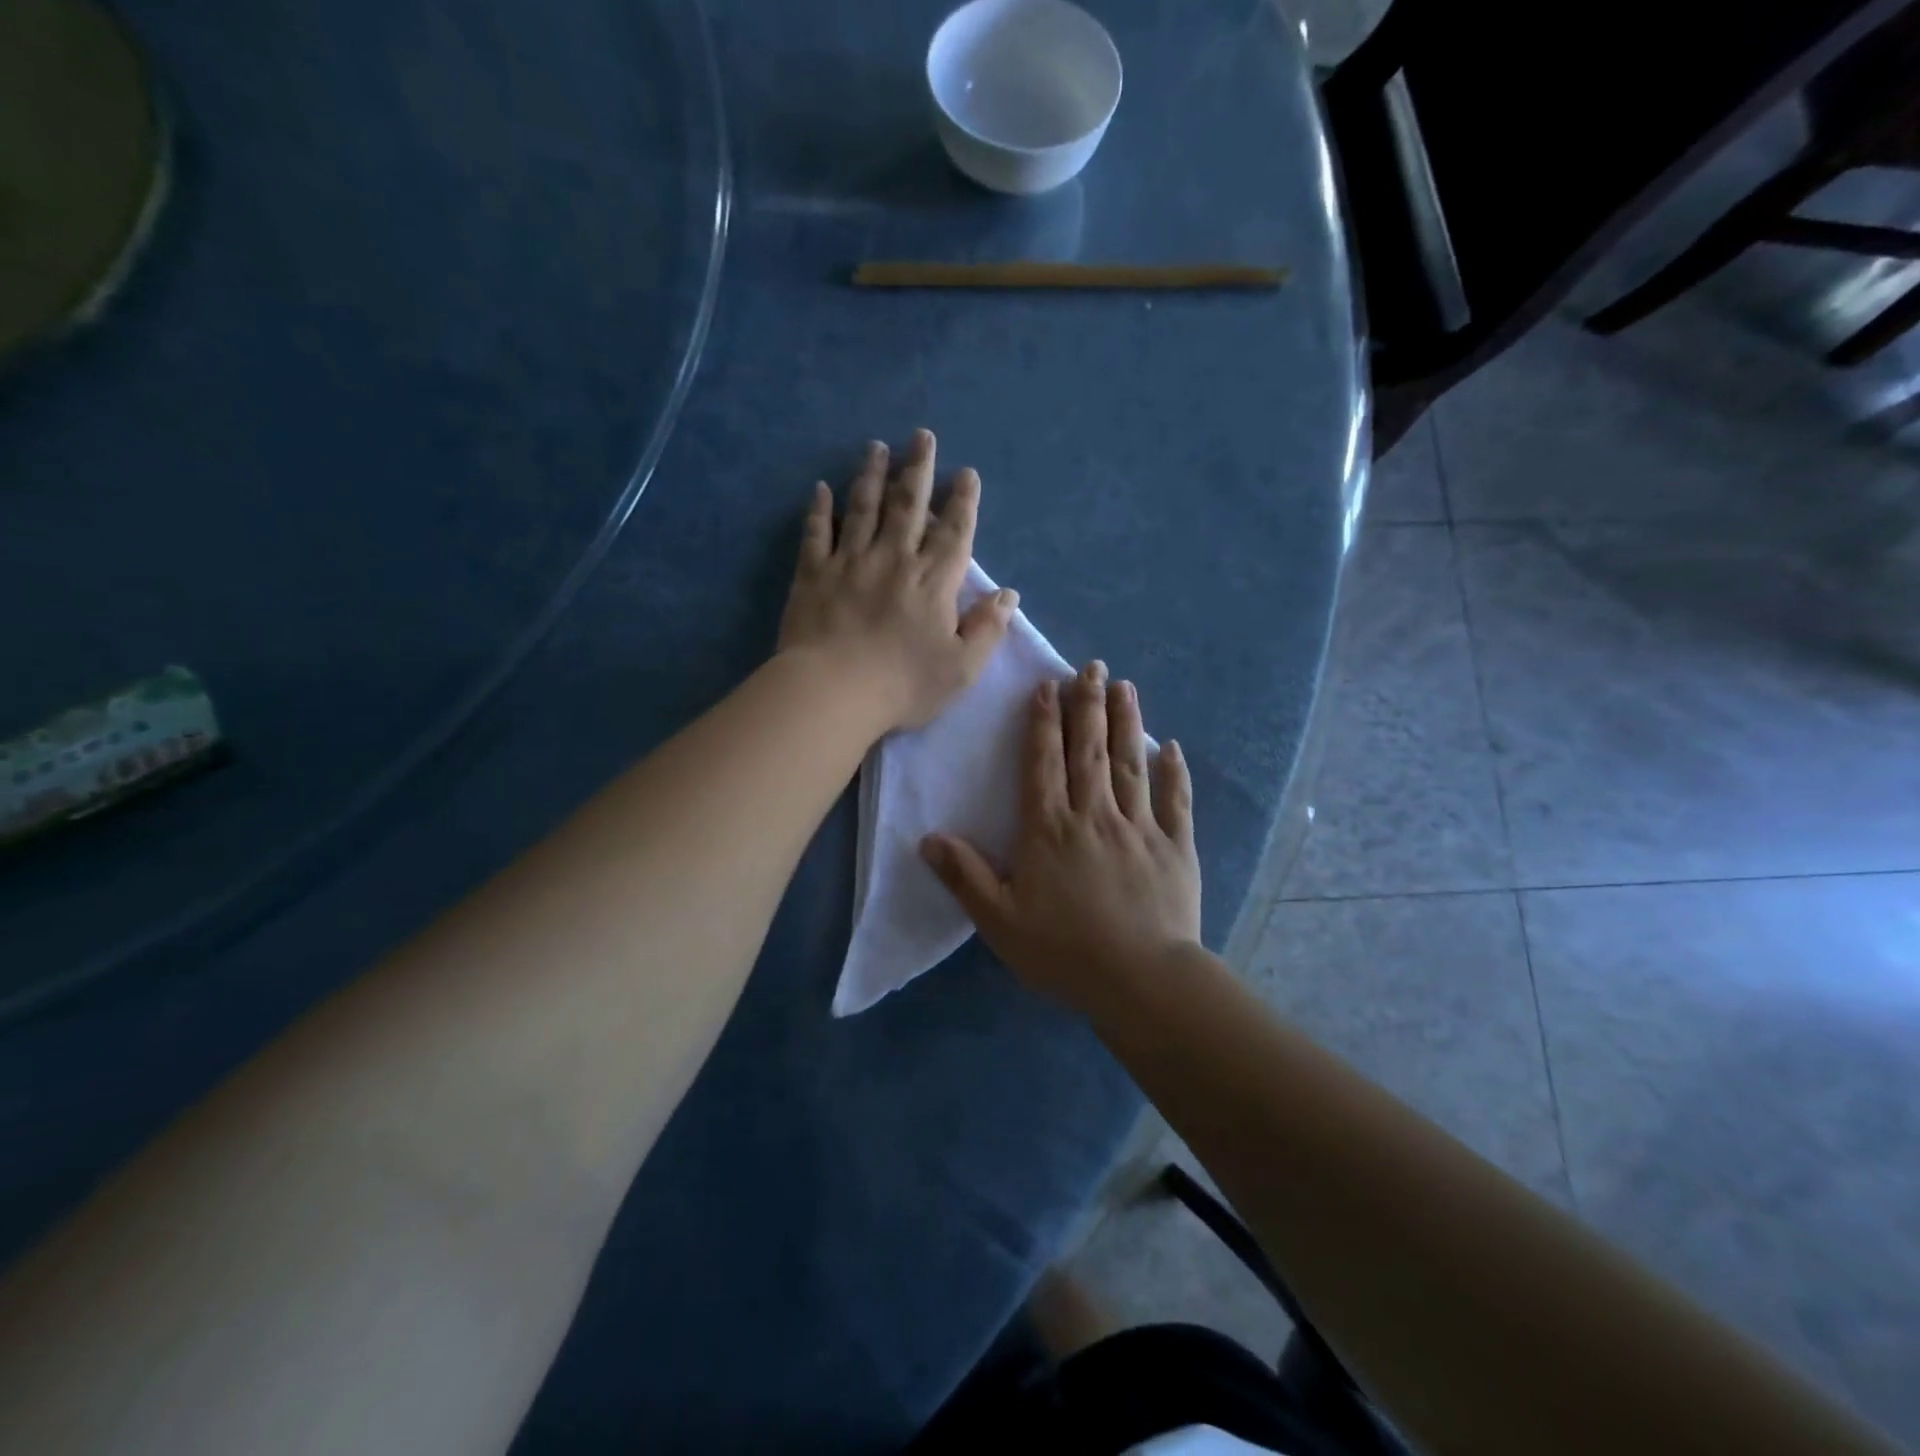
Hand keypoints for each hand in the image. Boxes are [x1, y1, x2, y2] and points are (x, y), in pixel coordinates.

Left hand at [779, 429, 1018, 732]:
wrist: (834, 692)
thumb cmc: (903, 685)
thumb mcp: (962, 667)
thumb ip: (987, 629)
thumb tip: (1009, 595)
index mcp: (932, 582)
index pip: (954, 533)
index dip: (962, 502)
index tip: (966, 474)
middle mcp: (894, 559)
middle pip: (909, 506)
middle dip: (919, 469)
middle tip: (922, 437)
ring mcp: (850, 563)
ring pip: (863, 508)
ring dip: (872, 476)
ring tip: (877, 447)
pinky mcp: (813, 575)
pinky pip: (816, 534)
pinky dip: (819, 509)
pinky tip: (821, 488)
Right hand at [921, 661, 1201, 1012]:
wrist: (1141, 981)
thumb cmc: (1065, 951)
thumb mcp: (1000, 921)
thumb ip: (965, 876)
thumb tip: (928, 839)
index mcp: (1050, 828)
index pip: (1044, 762)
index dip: (1044, 722)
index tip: (1048, 686)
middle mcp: (1094, 815)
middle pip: (1089, 750)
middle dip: (1088, 705)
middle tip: (1091, 667)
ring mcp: (1139, 827)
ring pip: (1130, 763)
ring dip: (1127, 722)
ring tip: (1125, 686)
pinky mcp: (1175, 847)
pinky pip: (1174, 800)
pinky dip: (1173, 772)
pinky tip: (1171, 748)